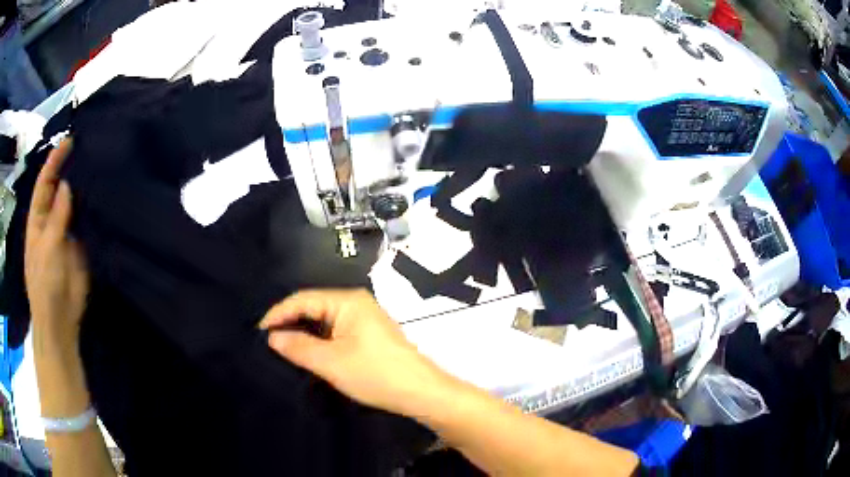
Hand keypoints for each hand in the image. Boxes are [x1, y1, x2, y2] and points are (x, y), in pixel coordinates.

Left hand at [25, 139, 88, 354]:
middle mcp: (51, 220)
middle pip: (60, 189)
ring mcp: (66, 232)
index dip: (54, 162)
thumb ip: (57, 217)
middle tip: (88, 147)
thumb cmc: (45, 285)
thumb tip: (67, 183)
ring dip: (84, 188)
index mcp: (38, 219)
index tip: (69, 141)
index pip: (44, 183)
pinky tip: (105, 196)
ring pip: (75, 204)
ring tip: (99, 166)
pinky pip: (87, 223)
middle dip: (70, 169)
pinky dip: (94, 210)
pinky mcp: (81, 245)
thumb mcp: (47, 249)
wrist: (60, 320)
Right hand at [260, 289, 449, 416]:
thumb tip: (273, 337)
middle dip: (290, 322)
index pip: (302, 299)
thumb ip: (298, 347)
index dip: (278, 313)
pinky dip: (319, 339)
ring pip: (324, 320)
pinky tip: (307, 351)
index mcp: (347, 301)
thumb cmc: (375, 374)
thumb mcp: (331, 362)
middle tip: (267, 340)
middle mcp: (356, 303)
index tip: (258, 332)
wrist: (420, 392)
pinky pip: (335, 330)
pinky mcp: (368, 334)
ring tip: (282, 346)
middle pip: (313, 306)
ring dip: (303, 332)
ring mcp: (364, 318)